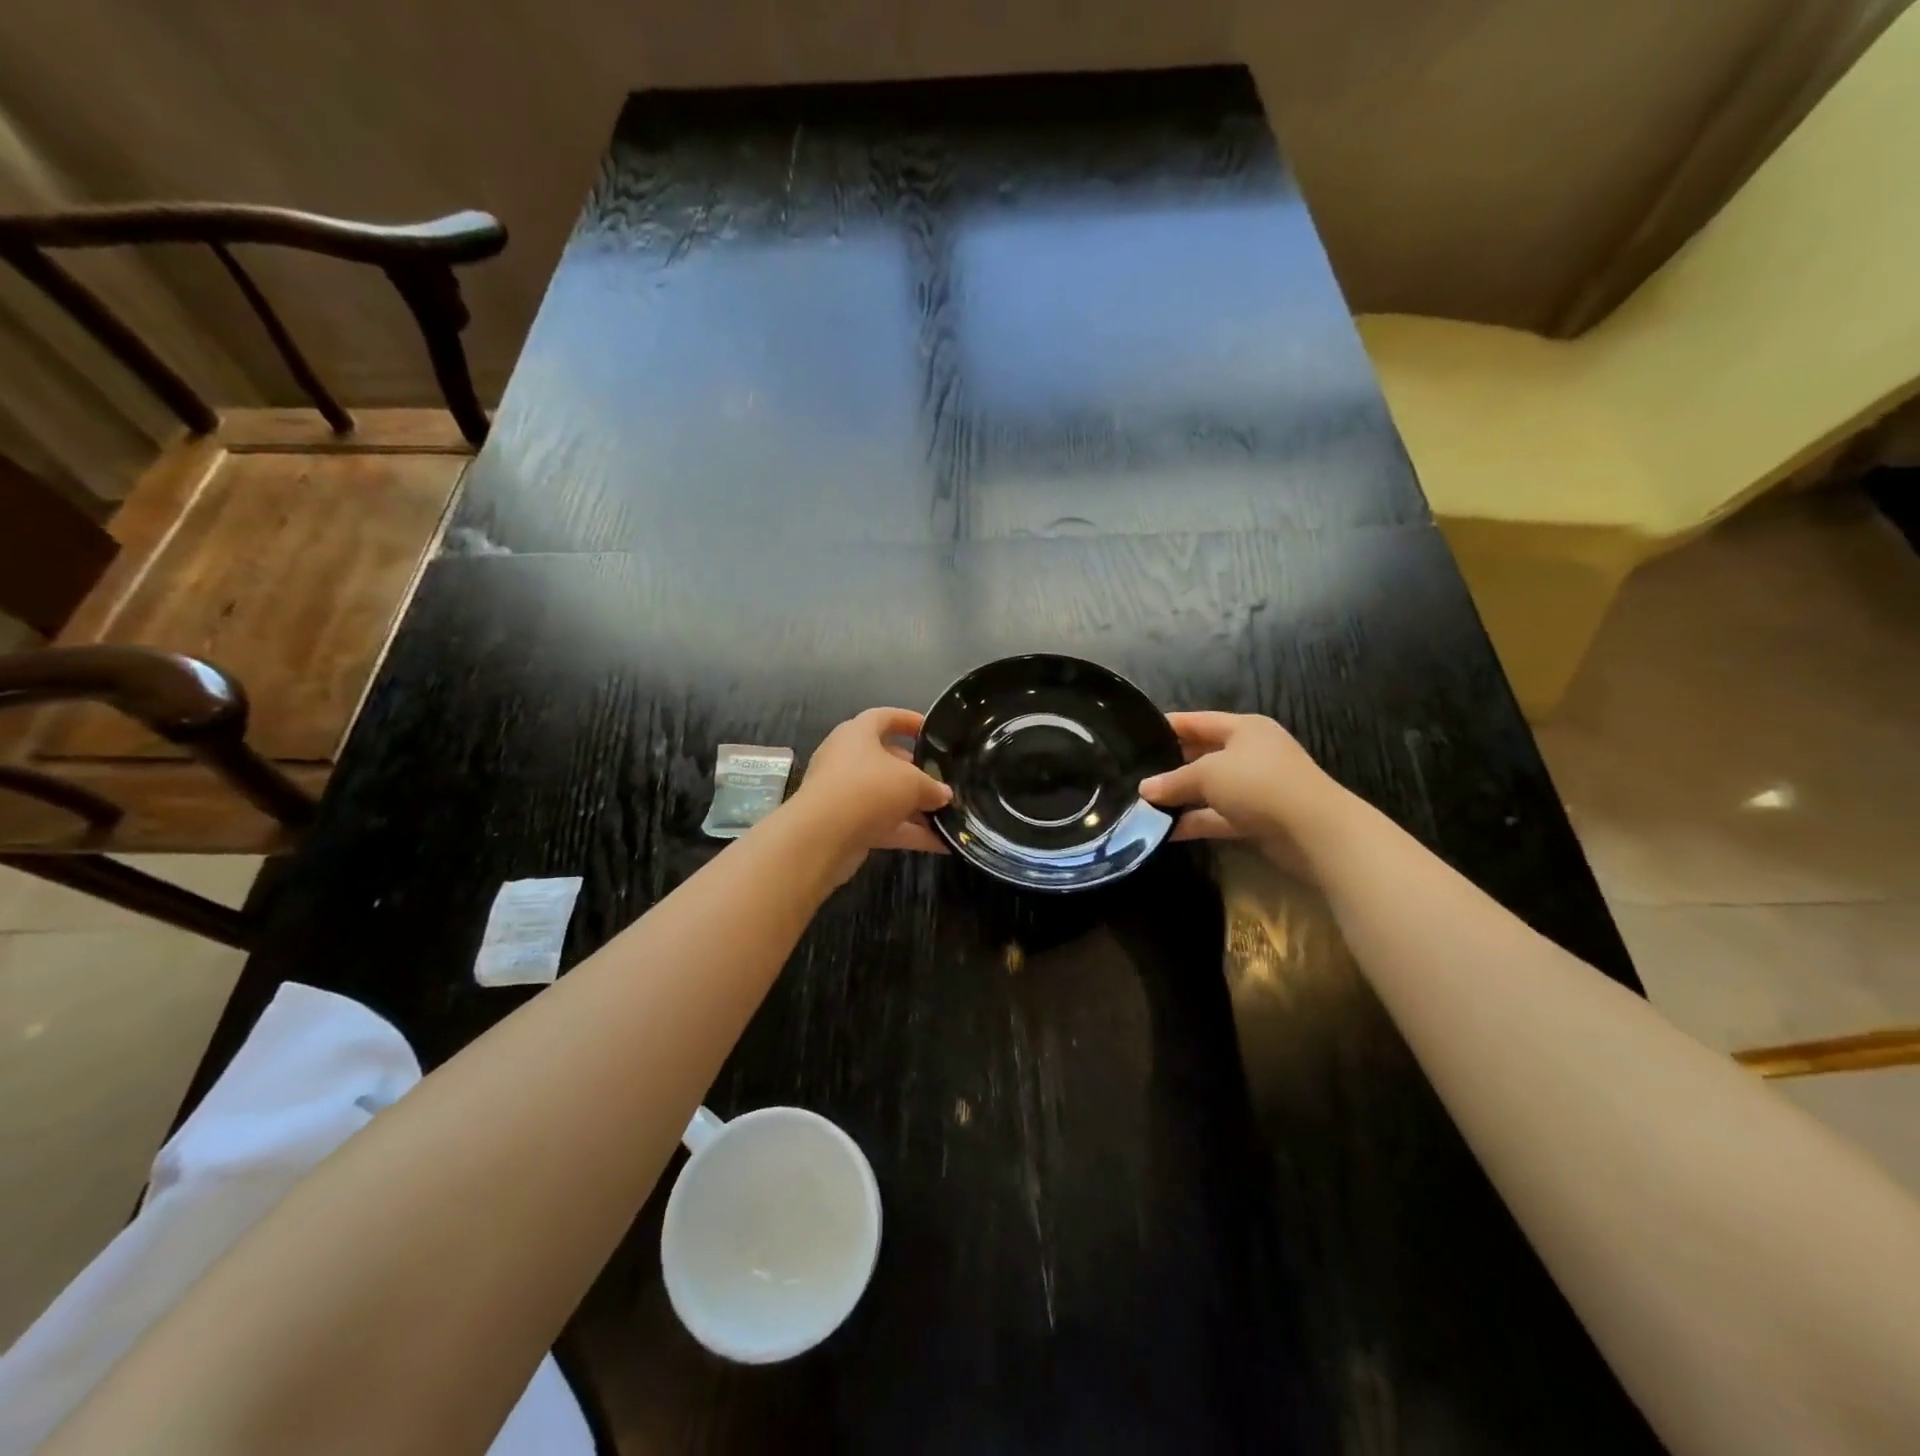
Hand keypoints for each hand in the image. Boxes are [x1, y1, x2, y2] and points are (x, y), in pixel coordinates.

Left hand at [789, 707, 951, 882]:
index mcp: (857, 734)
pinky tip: (941, 843)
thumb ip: (932, 786)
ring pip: (886, 796)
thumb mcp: (912, 782)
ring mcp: (845, 794)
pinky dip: (910, 832)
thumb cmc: (868, 788)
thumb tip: (944, 794)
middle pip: (887, 760)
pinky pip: (884, 825)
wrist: (822, 836)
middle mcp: (847, 759)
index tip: (930, 730)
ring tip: (949, 815)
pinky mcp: (846, 825)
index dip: (908, 720)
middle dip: (917, 772)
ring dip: (916, 807)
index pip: (884, 717)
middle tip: (943, 780)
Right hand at [1138, 712, 1346, 868]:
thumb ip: (1173, 780)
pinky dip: (1194, 822)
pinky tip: (1164, 832)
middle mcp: (1250, 753)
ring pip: (1208, 789)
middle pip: (1202, 755)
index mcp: (1244, 729)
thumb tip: (1144, 789)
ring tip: (1141, 806)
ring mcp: (1254, 788)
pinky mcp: (1256, 819)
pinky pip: (1217, 817)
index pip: (1197, 721)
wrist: (1315, 832)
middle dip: (1169, 766)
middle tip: (1133, 774)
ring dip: (1180, 798)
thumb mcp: (1208, 774)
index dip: (1167, 726)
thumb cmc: (1259, 785)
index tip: (1135, 735)